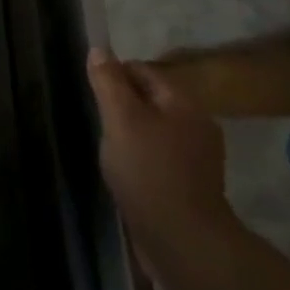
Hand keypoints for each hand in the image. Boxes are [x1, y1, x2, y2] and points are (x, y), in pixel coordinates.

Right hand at [88, 49, 236, 270]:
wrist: (182, 240)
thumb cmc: (148, 170)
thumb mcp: (120, 119)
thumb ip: (109, 82)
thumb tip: (99, 49)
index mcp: (184, 103)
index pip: (143, 70)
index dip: (114, 75)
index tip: (91, 92)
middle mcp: (197, 125)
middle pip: (151, 100)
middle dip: (123, 106)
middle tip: (97, 120)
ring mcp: (198, 158)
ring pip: (155, 130)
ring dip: (131, 133)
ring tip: (107, 147)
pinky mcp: (191, 186)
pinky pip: (160, 157)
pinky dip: (141, 158)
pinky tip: (125, 172)